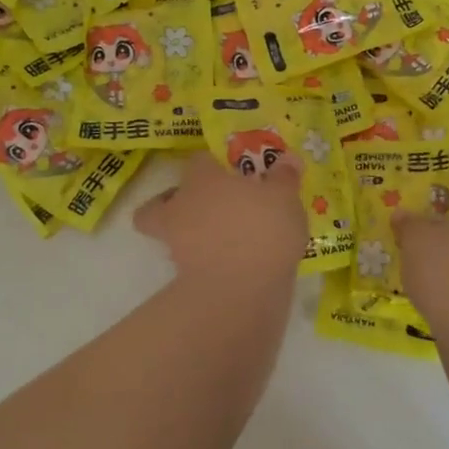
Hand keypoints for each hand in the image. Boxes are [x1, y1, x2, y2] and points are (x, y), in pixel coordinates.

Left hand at [135, 151, 307, 287]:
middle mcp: (181, 207)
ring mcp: (178, 245)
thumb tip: (286, 160)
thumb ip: (284, 177)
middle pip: (161, 201)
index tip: (229, 173)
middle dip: (175, 203)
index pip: (198, 161)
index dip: (212, 165)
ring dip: (188, 236)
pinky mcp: (184, 278)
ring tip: (222, 241)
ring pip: (169, 235)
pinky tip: (231, 266)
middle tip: (206, 208)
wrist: (242, 289)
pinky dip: (203, 263)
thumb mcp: (285, 197)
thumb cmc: (263, 228)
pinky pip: (190, 264)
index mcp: (202, 180)